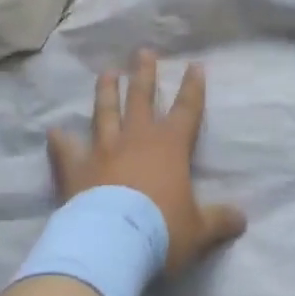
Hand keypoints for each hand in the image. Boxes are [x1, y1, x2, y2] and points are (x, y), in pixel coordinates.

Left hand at [48, 50, 245, 273]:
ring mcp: (103, 150)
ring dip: (106, 92)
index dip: (192, 88)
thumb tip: (242, 219)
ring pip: (105, 112)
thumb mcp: (199, 230)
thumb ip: (219, 220)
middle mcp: (136, 139)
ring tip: (107, 72)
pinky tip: (52, 131)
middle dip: (144, 74)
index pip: (187, 110)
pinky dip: (59, 141)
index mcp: (170, 147)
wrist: (112, 243)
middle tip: (143, 52)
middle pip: (141, 98)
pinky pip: (66, 151)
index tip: (194, 65)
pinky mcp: (76, 168)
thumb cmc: (161, 231)